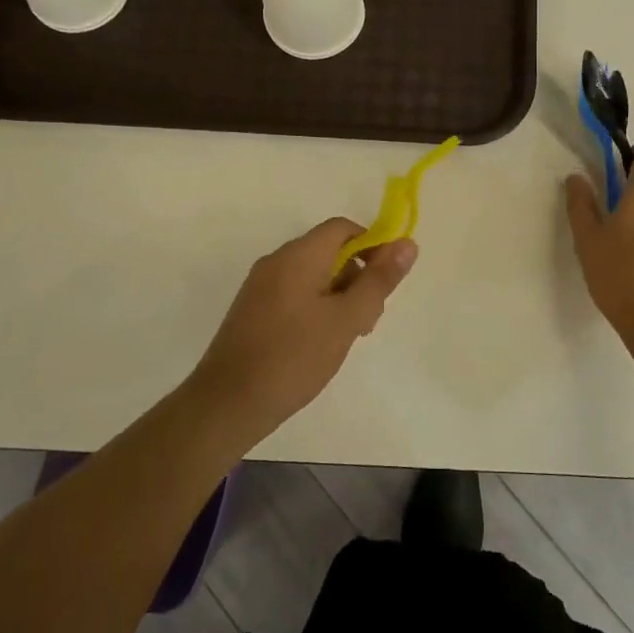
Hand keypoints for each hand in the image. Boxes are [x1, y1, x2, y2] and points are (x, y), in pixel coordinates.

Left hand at [189, 218, 417, 439]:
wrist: (226, 404)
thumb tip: (407, 244)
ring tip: (347, 337)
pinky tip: (321, 344)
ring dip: (339, 296)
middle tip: (368, 319)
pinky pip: (294, 294)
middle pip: (329, 251)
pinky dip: (316, 308)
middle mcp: (276, 261)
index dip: (373, 245)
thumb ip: (379, 280)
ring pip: (313, 275)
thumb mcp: (347, 319)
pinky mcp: (252, 310)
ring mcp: (260, 286)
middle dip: (357, 277)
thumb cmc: (293, 357)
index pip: (343, 228)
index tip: (387, 281)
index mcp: (298, 255)